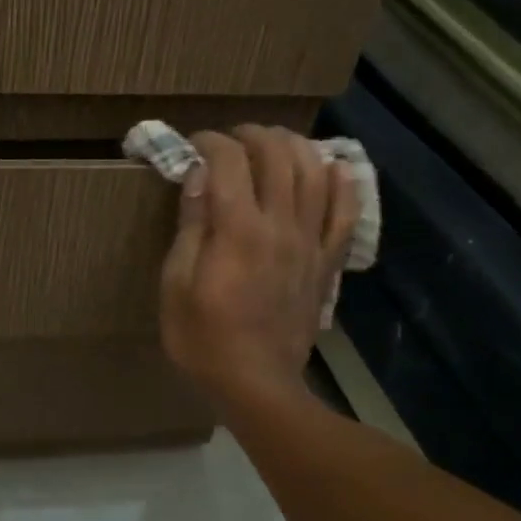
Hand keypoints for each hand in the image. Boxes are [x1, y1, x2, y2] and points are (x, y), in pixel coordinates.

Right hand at [159, 126, 357, 403]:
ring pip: (314, 173)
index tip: (193, 145)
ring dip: (293, 146)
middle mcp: (280, 225)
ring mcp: (310, 242)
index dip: (208, 142)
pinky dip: (342, 183)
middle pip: (277, 155)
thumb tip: (199, 175)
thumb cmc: (203, 338)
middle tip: (230, 139)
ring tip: (273, 144)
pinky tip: (332, 167)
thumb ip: (191, 226)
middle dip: (251, 135)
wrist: (256, 385)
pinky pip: (345, 212)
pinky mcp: (326, 261)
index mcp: (237, 230)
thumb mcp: (176, 284)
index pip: (228, 161)